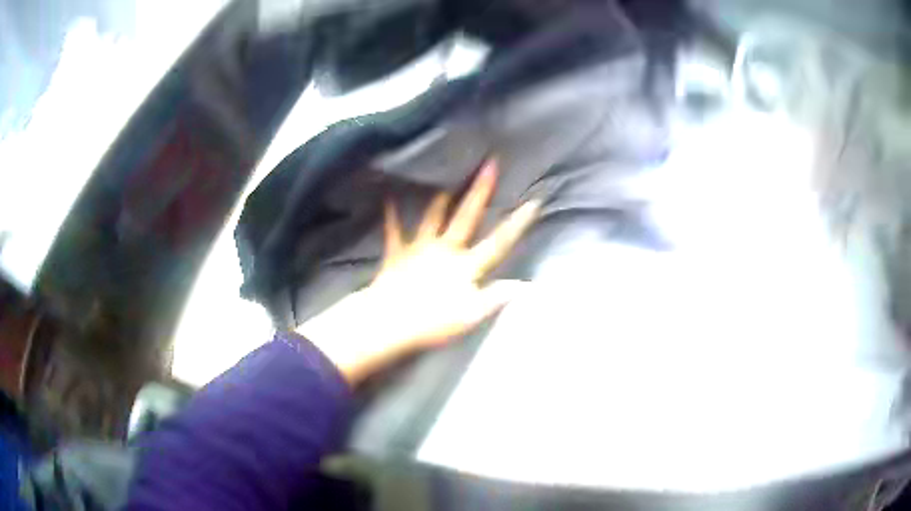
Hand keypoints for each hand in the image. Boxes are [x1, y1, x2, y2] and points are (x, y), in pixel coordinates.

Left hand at [297, 159, 539, 384]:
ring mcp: (420, 248)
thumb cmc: (432, 323)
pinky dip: (392, 215)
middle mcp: (446, 249)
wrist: (389, 322)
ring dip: (442, 196)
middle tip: (490, 163)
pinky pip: (394, 230)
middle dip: (480, 190)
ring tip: (446, 173)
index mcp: (466, 266)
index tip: (532, 201)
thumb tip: (525, 284)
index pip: (498, 242)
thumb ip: (496, 297)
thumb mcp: (471, 316)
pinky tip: (388, 197)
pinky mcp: (397, 254)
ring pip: (433, 216)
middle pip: (467, 216)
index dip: (517, 223)